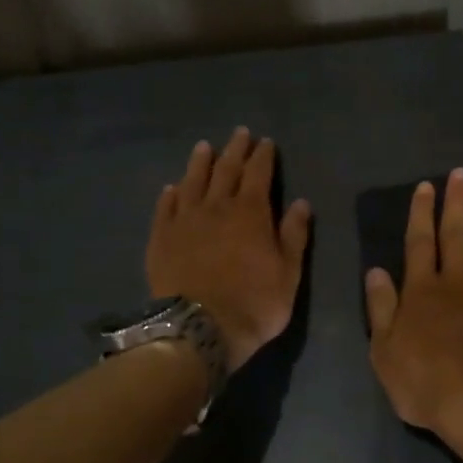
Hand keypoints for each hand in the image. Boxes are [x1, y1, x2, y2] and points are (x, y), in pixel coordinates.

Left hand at [146, 128, 311, 371]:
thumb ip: (294, 235)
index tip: (265, 142)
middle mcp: (216, 207)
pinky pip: (165, 208)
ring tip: (204, 147)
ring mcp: (185, 220)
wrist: (199, 328)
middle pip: (226, 169)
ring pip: (192, 181)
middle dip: (235, 149)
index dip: (263, 156)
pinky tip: (172, 187)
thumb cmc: (254, 303)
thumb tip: (301, 203)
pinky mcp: (161, 238)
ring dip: (200, 162)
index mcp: (251, 212)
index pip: (258, 173)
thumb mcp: (289, 273)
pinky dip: (170, 194)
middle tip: (239, 133)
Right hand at [365, 169, 462, 434]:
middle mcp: (456, 280)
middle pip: (456, 232)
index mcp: (421, 289)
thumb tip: (374, 270)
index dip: (421, 212)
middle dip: (456, 201)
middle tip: (460, 173)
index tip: (426, 187)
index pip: (419, 241)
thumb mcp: (384, 351)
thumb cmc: (424, 381)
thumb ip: (380, 307)